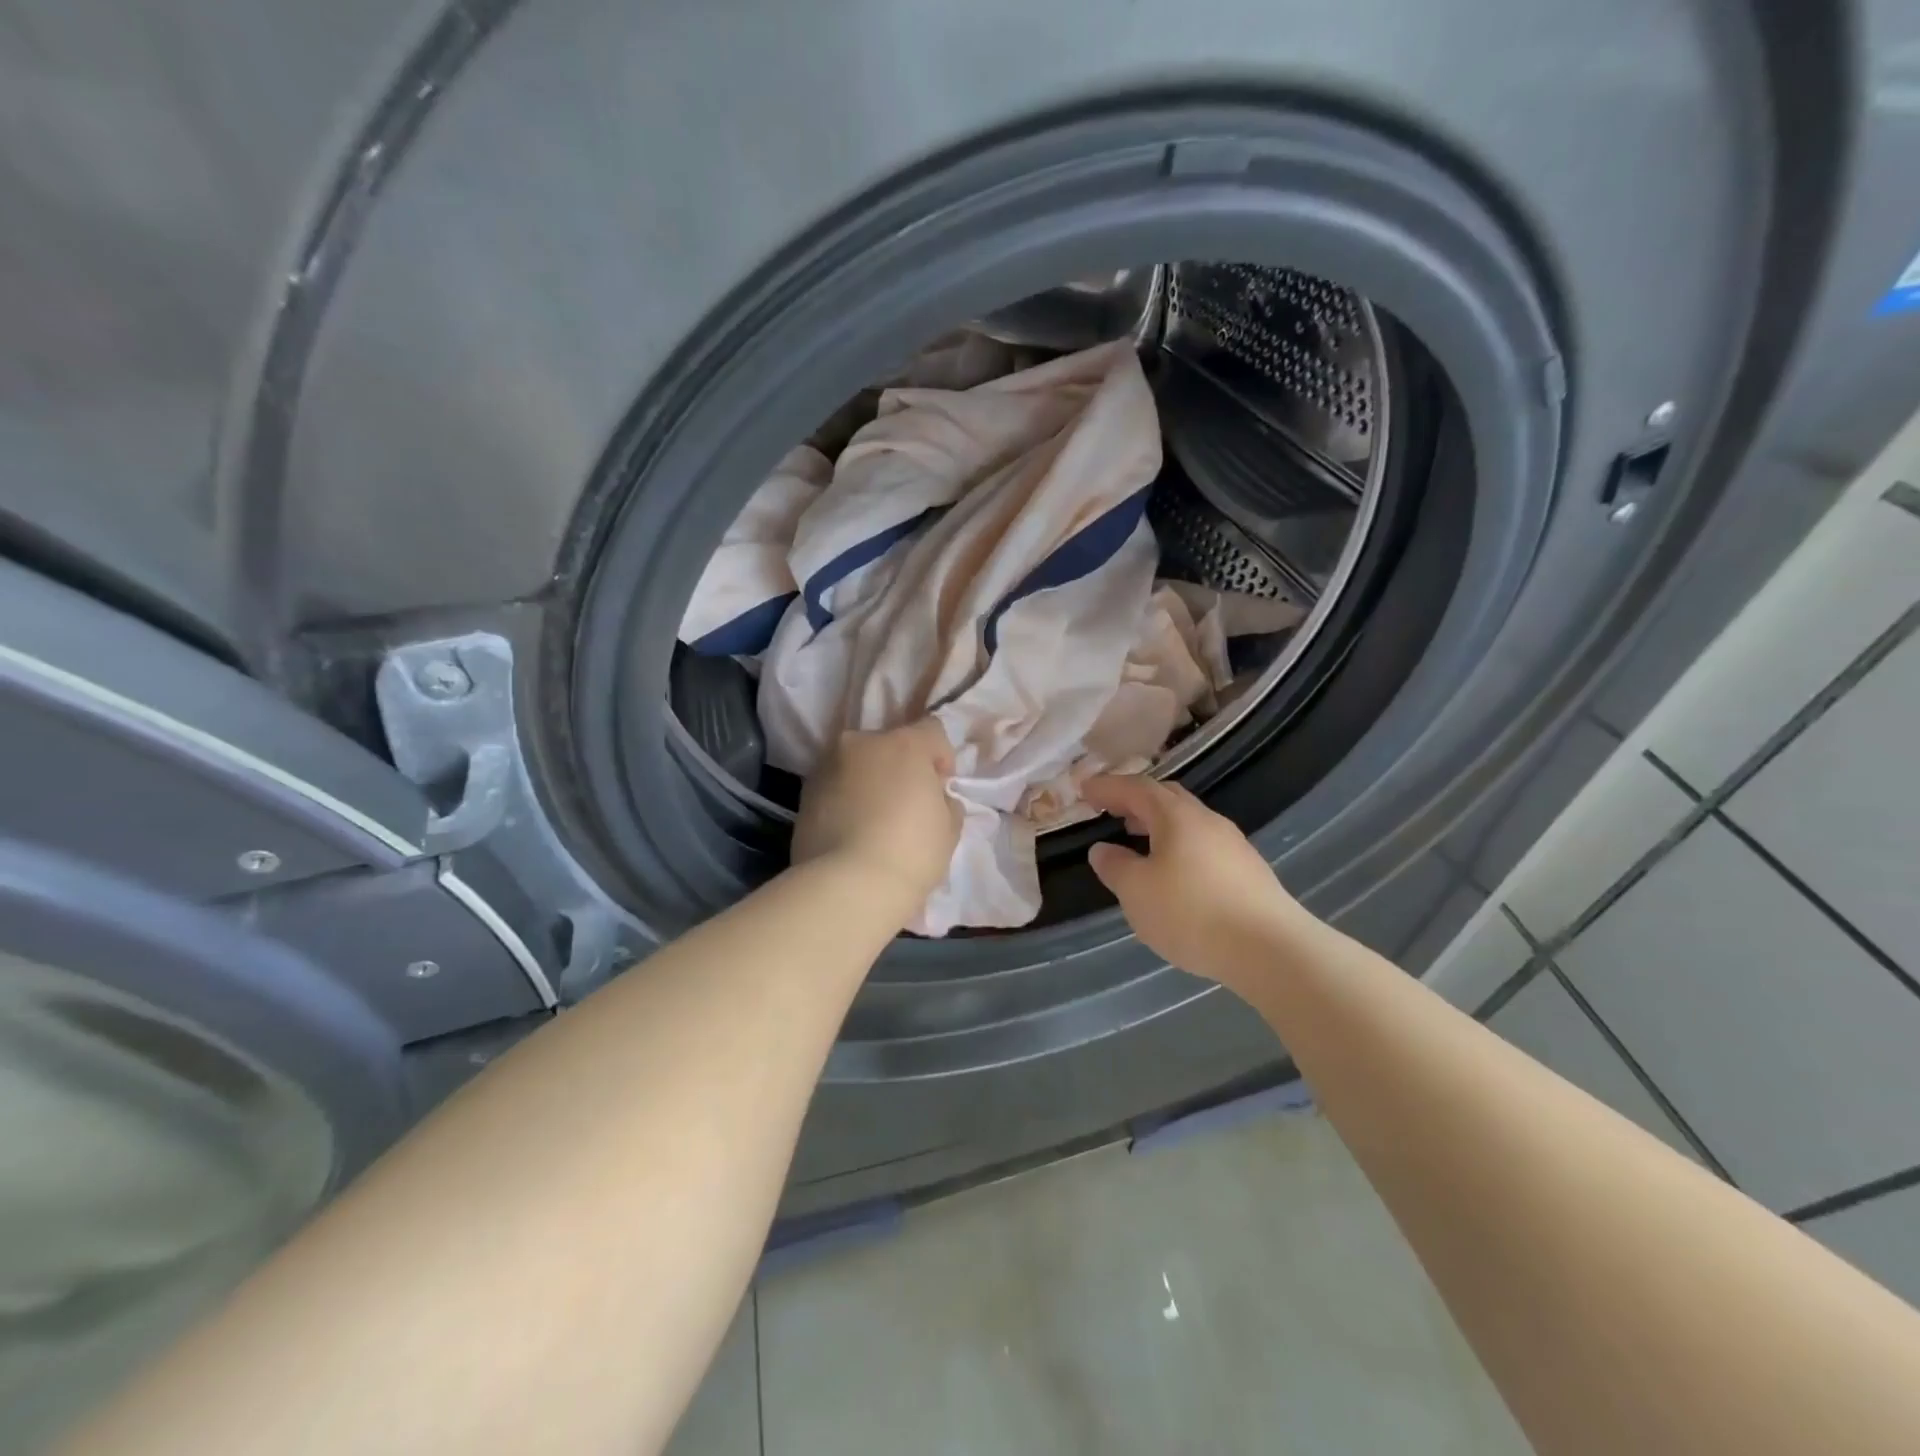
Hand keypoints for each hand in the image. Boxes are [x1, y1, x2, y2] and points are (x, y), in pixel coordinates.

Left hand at [793, 720, 961, 912]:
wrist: (847, 886)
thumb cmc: (911, 852)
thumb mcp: (949, 829)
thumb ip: (945, 802)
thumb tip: (934, 798)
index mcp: (903, 744)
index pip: (932, 730)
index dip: (942, 757)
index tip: (940, 788)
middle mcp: (861, 743)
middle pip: (889, 744)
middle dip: (900, 767)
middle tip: (906, 805)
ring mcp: (827, 766)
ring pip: (858, 764)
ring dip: (869, 781)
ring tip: (874, 820)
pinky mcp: (804, 793)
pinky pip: (835, 787)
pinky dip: (845, 799)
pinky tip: (851, 832)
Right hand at [1083, 775, 1309, 987]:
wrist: (1270, 949)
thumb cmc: (1192, 913)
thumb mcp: (1137, 892)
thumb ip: (1115, 867)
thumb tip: (1102, 850)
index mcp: (1177, 816)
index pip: (1136, 788)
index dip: (1108, 787)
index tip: (1084, 789)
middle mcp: (1207, 821)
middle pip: (1167, 798)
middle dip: (1136, 800)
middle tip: (1111, 810)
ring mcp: (1233, 845)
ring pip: (1188, 823)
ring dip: (1158, 825)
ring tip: (1137, 839)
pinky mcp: (1248, 872)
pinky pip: (1203, 845)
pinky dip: (1179, 846)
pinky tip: (1173, 873)